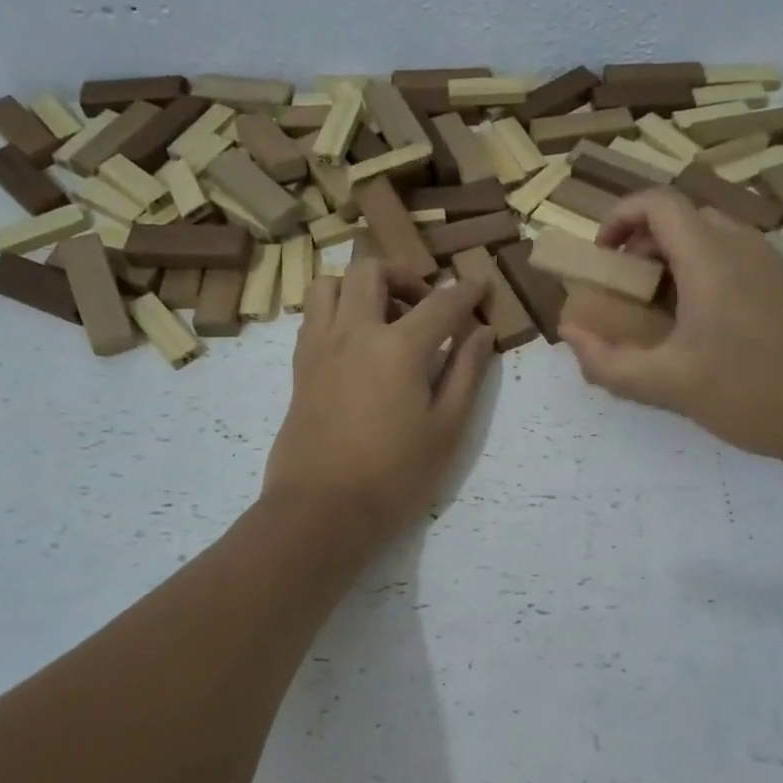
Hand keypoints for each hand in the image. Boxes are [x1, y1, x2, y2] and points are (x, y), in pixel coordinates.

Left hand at [263, 259, 495, 545]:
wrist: (320, 511)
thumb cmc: (394, 476)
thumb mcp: (446, 429)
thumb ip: (466, 372)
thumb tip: (482, 332)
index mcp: (398, 347)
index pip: (441, 303)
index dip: (466, 290)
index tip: (481, 284)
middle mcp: (354, 332)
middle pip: (372, 271)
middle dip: (405, 275)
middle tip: (425, 306)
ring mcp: (320, 347)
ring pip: (331, 284)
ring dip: (361, 286)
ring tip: (384, 317)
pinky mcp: (300, 367)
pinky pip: (314, 315)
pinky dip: (338, 310)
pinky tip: (358, 343)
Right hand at [559, 190, 782, 477]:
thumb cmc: (747, 394)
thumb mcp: (664, 385)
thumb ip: (606, 361)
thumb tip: (569, 333)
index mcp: (710, 258)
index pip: (658, 202)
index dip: (619, 216)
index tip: (602, 255)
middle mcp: (744, 245)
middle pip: (682, 217)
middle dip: (642, 243)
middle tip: (626, 288)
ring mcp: (773, 262)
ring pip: (711, 235)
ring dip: (674, 258)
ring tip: (660, 309)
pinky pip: (736, 257)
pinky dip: (705, 271)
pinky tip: (704, 325)